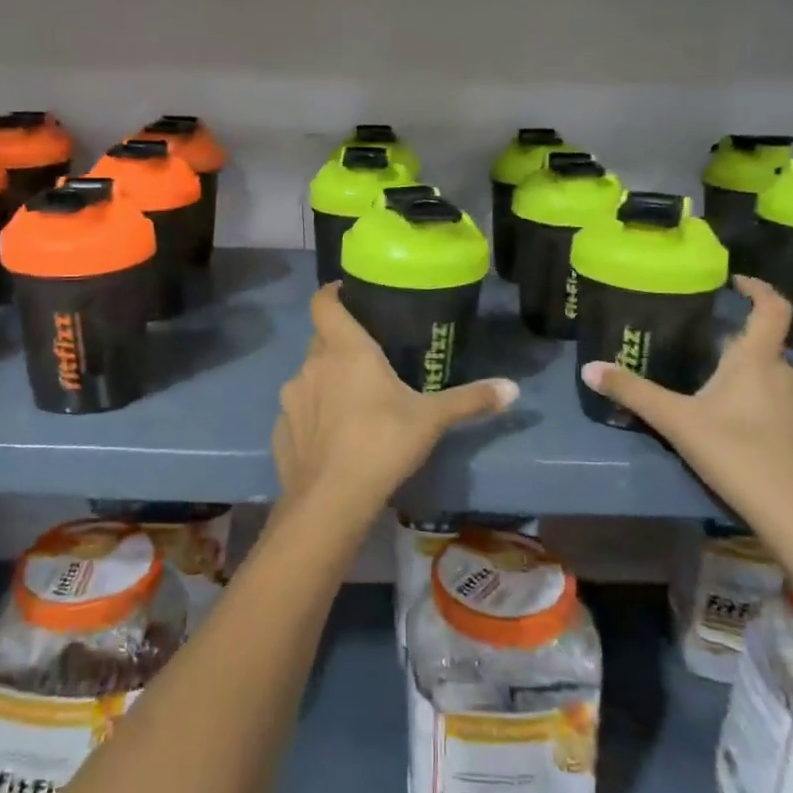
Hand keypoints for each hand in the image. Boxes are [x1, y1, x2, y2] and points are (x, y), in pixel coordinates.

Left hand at [273, 284, 516, 515]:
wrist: (331, 500)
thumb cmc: (382, 443)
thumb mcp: (432, 419)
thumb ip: (471, 399)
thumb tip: (513, 388)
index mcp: (345, 349)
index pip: (324, 302)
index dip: (332, 293)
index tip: (348, 293)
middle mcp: (312, 364)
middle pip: (321, 338)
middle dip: (340, 342)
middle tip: (368, 356)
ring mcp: (291, 397)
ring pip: (309, 375)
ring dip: (326, 380)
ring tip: (352, 400)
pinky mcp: (280, 429)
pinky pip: (298, 410)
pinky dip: (312, 415)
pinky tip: (331, 436)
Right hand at [580, 276, 792, 591]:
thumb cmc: (735, 455)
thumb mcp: (675, 421)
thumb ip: (632, 392)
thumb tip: (588, 367)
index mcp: (757, 361)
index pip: (772, 308)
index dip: (758, 288)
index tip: (736, 282)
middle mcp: (788, 374)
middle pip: (765, 346)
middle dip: (736, 345)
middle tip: (702, 353)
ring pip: (775, 376)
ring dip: (751, 376)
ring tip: (719, 391)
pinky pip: (786, 404)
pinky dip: (766, 403)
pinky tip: (744, 427)